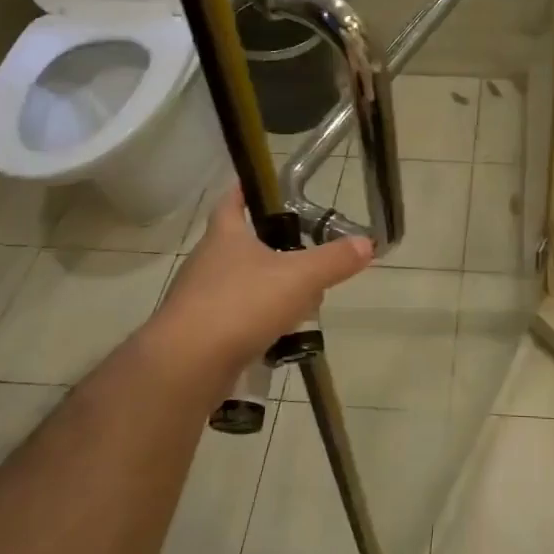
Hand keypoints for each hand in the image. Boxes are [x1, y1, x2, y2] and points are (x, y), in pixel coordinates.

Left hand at [151, 189, 372, 385]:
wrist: (185, 366)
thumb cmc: (241, 305)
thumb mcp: (299, 278)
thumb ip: (334, 260)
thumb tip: (367, 243)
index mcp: (225, 236)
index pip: (232, 200)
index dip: (246, 190)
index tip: (262, 186)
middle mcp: (206, 261)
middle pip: (240, 244)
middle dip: (272, 249)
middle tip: (304, 255)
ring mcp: (198, 299)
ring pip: (239, 284)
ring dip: (267, 289)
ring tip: (300, 302)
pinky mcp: (197, 334)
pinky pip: (233, 319)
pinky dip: (256, 323)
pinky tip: (278, 336)